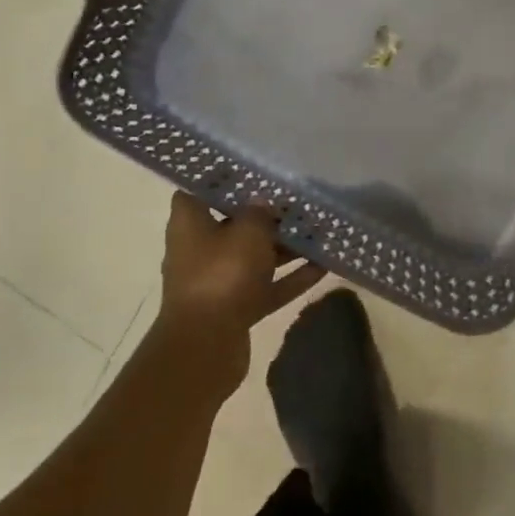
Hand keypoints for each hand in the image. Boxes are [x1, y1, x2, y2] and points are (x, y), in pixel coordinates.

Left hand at [157, 193, 326, 382]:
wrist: (206, 346)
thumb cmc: (222, 275)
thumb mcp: (248, 232)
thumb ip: (260, 212)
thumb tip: (264, 203)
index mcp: (190, 224)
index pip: (199, 190)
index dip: (222, 178)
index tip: (252, 169)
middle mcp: (199, 249)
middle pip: (233, 224)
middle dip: (265, 214)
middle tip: (298, 199)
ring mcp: (218, 281)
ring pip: (255, 257)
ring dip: (284, 247)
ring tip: (318, 231)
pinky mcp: (235, 308)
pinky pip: (268, 286)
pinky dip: (291, 278)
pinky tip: (324, 266)